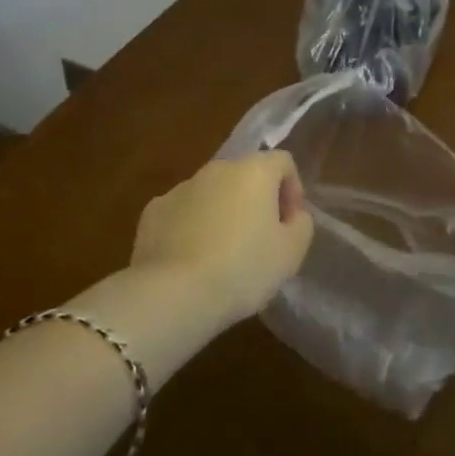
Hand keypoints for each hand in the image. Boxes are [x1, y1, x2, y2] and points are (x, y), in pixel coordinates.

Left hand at [130, 151, 315, 326]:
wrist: (174, 293)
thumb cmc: (243, 268)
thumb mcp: (291, 252)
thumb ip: (301, 224)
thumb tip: (292, 214)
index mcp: (253, 171)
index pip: (282, 162)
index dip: (292, 189)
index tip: (290, 223)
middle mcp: (216, 169)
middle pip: (245, 175)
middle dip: (256, 201)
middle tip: (260, 240)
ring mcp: (180, 188)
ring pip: (211, 193)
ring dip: (222, 213)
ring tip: (223, 255)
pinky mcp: (153, 212)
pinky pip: (182, 212)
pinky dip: (191, 227)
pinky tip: (192, 260)